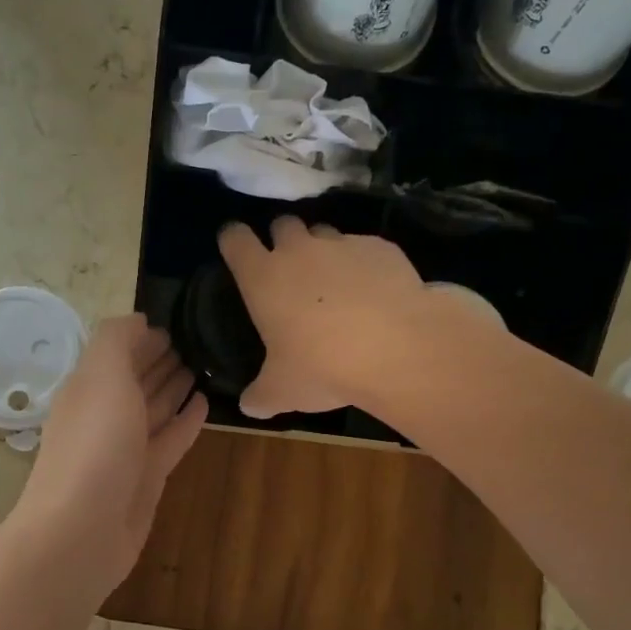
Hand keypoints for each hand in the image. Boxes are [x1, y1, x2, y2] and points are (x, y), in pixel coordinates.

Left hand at [15, 314, 207, 590]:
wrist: (82, 531)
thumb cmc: (94, 446)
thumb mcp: (102, 377)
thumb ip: (117, 341)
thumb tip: (140, 321)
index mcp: (88, 387)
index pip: (118, 352)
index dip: (144, 337)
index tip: (179, 322)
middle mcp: (105, 415)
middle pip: (136, 380)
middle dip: (161, 360)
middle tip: (198, 342)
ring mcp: (126, 449)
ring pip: (155, 409)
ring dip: (175, 387)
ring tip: (205, 366)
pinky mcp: (147, 478)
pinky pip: (170, 440)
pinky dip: (186, 421)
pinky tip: (205, 404)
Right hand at [218, 216, 430, 418]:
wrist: (397, 348)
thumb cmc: (323, 367)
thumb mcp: (283, 391)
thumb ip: (260, 396)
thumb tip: (248, 406)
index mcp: (263, 277)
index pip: (235, 239)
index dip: (233, 239)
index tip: (235, 247)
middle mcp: (299, 250)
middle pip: (282, 224)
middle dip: (282, 239)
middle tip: (290, 269)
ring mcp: (342, 244)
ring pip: (325, 232)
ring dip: (323, 249)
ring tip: (335, 282)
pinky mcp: (381, 248)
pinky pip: (365, 248)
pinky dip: (364, 264)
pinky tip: (375, 292)